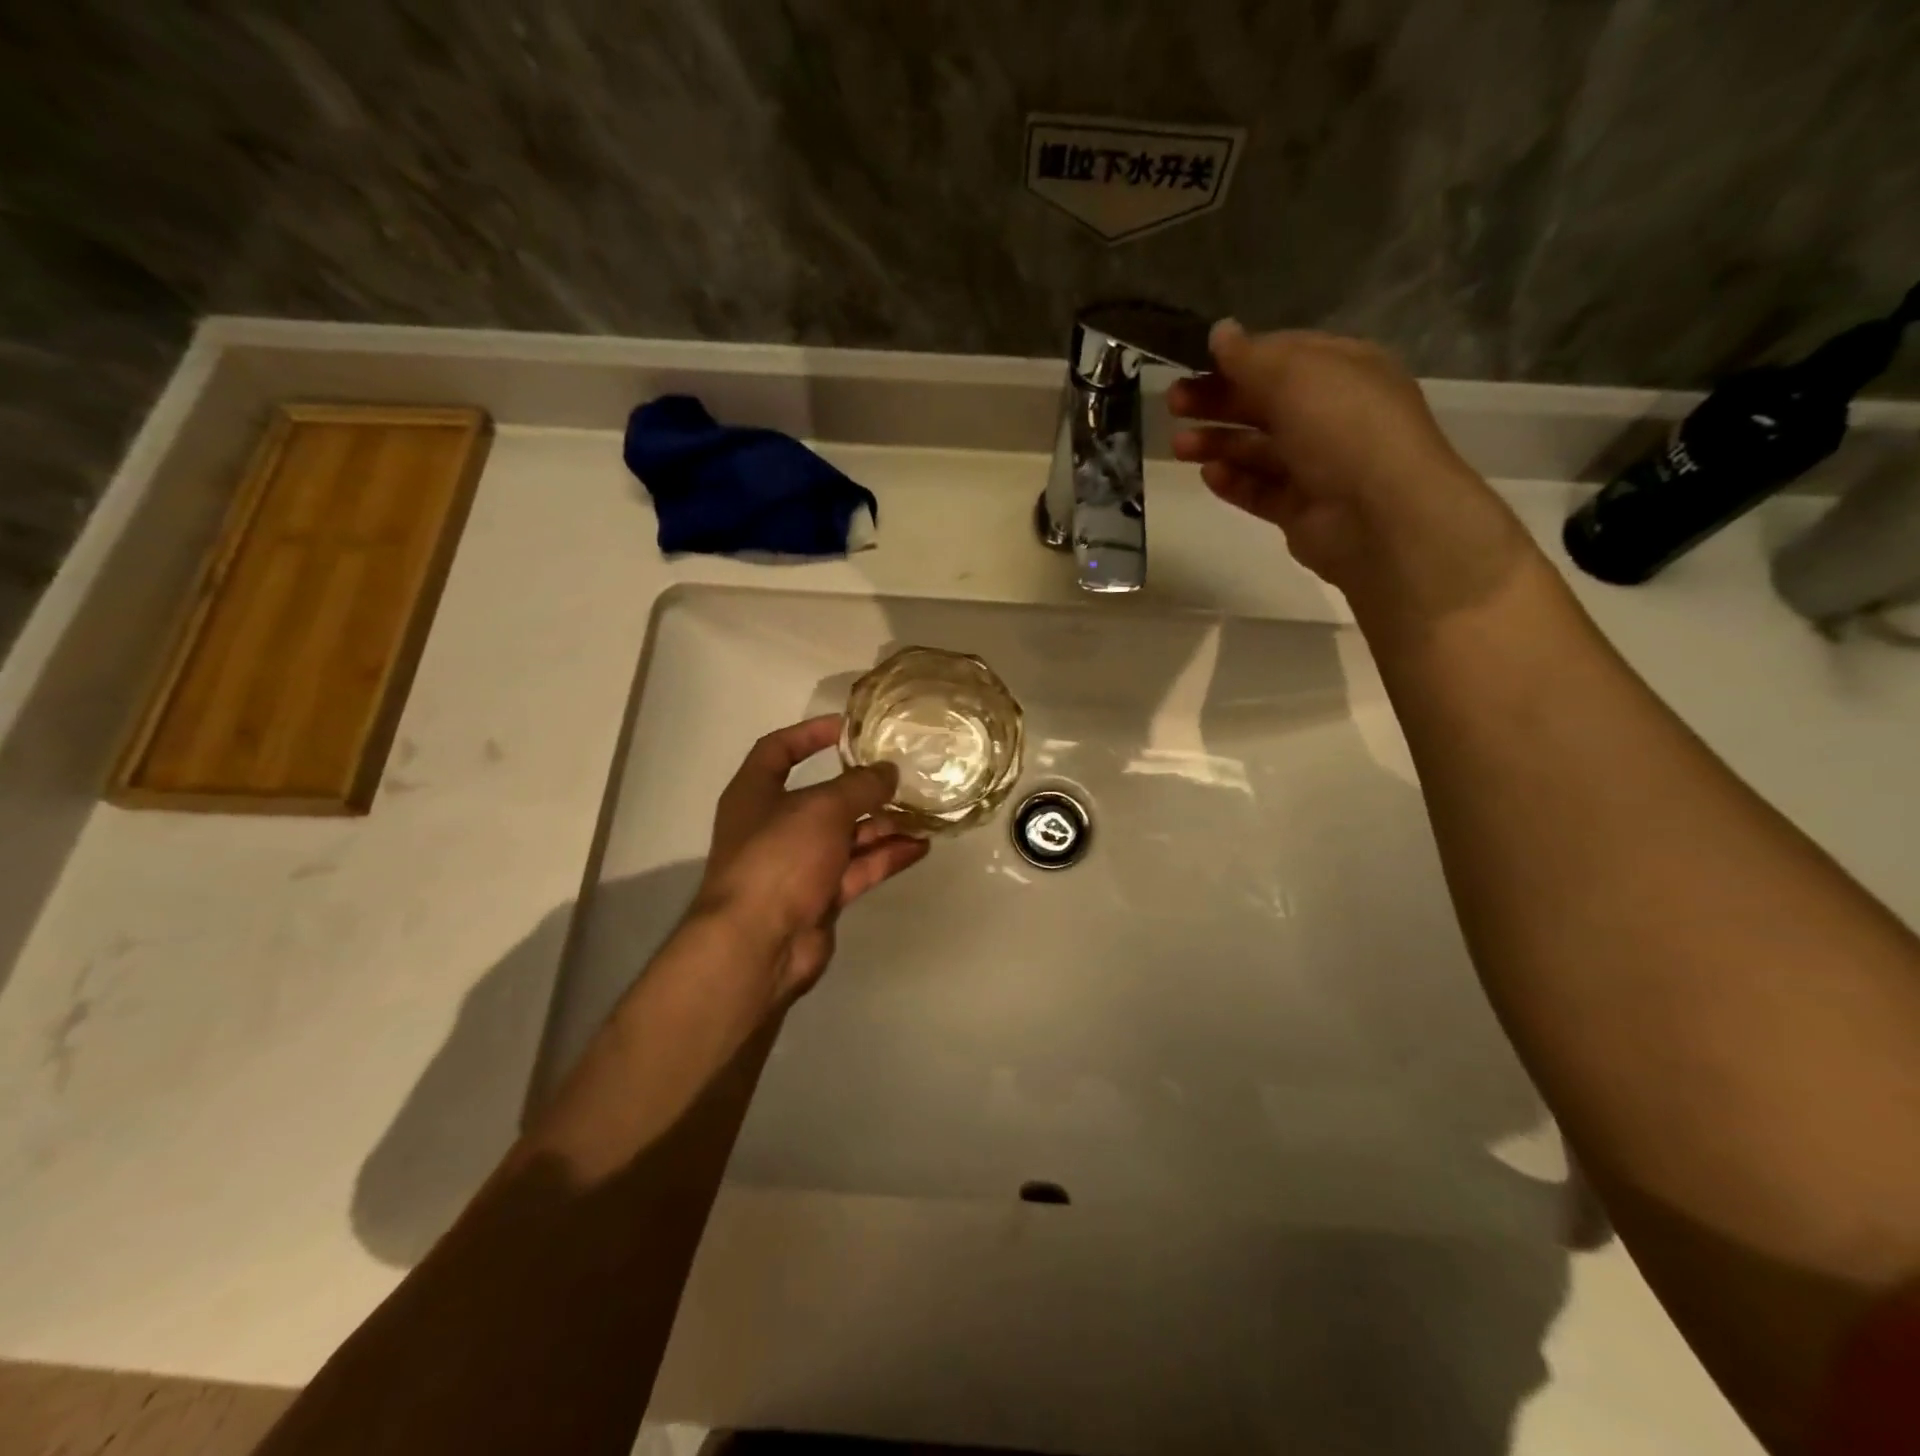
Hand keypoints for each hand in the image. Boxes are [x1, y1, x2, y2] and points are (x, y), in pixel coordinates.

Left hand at [693, 714, 929, 999]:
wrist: (759, 944)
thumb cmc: (780, 857)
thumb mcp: (823, 807)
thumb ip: (860, 785)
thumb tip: (888, 771)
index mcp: (756, 794)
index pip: (777, 751)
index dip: (809, 734)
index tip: (848, 728)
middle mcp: (774, 826)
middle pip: (823, 798)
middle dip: (862, 788)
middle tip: (902, 776)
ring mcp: (798, 864)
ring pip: (846, 836)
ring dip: (882, 824)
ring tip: (922, 813)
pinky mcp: (820, 896)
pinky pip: (858, 868)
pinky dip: (885, 857)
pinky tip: (920, 846)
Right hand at [1169, 321, 1531, 623]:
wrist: (1379, 515)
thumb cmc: (1343, 428)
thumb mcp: (1296, 376)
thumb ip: (1251, 356)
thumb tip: (1219, 331)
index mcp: (1342, 371)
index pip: (1283, 356)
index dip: (1238, 358)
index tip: (1193, 362)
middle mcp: (1330, 415)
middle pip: (1263, 403)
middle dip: (1217, 401)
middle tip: (1172, 403)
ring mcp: (1315, 465)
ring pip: (1256, 449)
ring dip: (1217, 443)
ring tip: (1179, 446)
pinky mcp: (1299, 509)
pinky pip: (1259, 490)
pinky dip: (1233, 482)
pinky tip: (1208, 475)